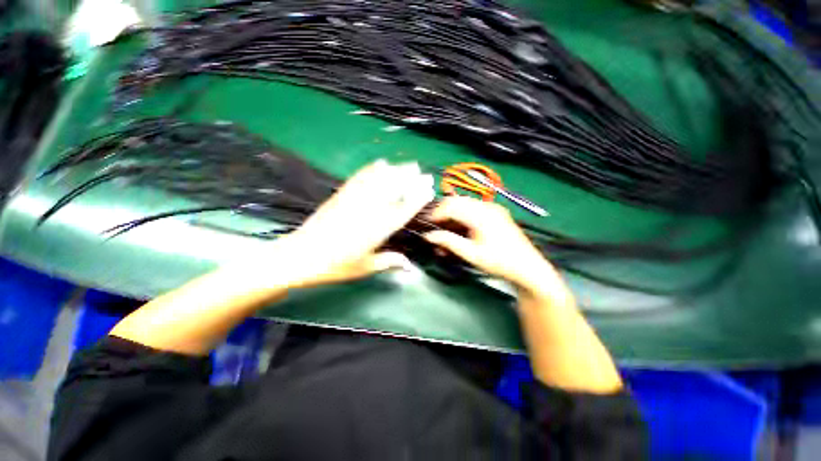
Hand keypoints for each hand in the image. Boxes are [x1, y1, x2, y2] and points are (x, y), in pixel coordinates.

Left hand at [270, 159, 433, 287]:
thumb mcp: (366, 267)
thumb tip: (410, 266)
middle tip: (421, 170)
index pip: (404, 210)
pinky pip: (360, 178)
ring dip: (395, 170)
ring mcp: (355, 200)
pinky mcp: (341, 195)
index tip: (428, 189)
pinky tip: (380, 163)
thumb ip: (390, 262)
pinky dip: (372, 169)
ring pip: (379, 180)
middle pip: (393, 189)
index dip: (418, 198)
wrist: (301, 256)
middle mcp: (370, 211)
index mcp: (379, 229)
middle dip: (410, 178)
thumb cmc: (336, 266)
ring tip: (407, 164)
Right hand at [424, 196, 571, 302]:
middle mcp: (487, 206)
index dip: (437, 213)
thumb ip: (448, 242)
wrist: (527, 268)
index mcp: (481, 215)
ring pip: (465, 203)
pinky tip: (460, 227)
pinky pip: (474, 208)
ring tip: (446, 229)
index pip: (452, 206)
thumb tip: (428, 236)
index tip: (428, 223)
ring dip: (453, 213)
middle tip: (435, 226)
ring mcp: (494, 208)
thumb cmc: (499, 262)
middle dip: (444, 212)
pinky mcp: (496, 213)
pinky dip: (463, 215)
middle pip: (458, 201)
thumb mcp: (471, 254)